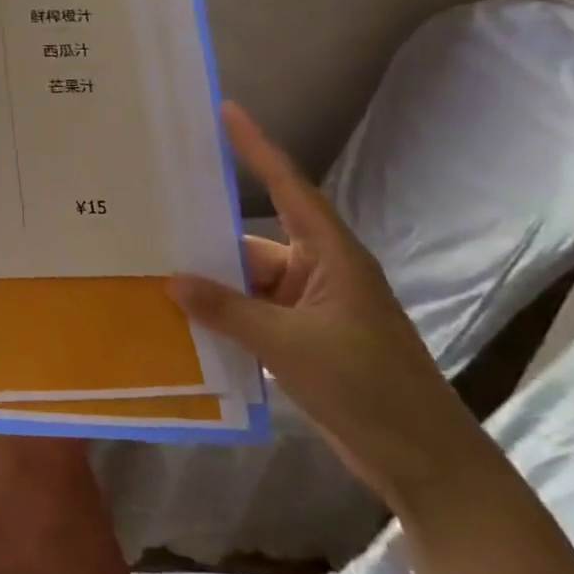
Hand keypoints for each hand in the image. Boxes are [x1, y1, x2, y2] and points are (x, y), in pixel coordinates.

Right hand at [168, 102, 487, 514]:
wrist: (423, 462)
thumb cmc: (368, 388)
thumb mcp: (290, 345)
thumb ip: (227, 310)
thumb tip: (170, 281)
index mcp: (331, 256)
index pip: (288, 187)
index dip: (258, 148)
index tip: (226, 111)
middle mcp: (317, 273)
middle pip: (251, 242)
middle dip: (205, 236)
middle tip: (151, 217)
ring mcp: (308, 308)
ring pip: (245, 282)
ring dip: (209, 284)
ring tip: (151, 273)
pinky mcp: (300, 340)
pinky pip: (248, 313)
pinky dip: (219, 315)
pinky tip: (179, 318)